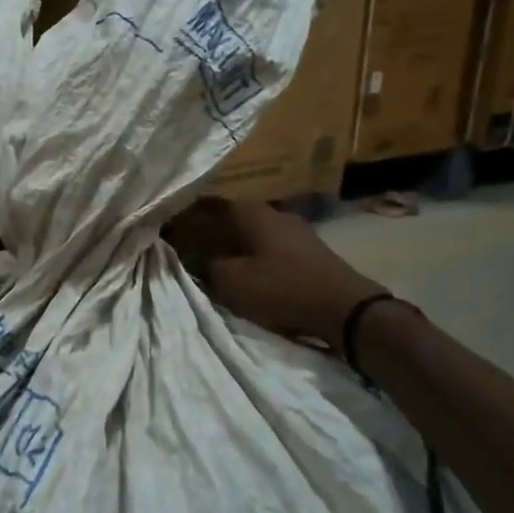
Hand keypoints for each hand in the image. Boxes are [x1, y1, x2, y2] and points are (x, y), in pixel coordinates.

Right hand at [166, 197, 386, 345]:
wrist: (344, 307)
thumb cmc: (282, 289)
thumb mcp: (233, 282)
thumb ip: (208, 266)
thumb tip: (194, 256)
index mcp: (251, 212)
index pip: (208, 205)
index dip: (187, 217)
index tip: (169, 228)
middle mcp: (273, 212)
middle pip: (231, 218)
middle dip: (210, 231)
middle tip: (189, 248)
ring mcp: (294, 230)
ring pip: (252, 233)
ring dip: (233, 245)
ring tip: (215, 262)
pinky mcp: (308, 250)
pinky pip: (269, 247)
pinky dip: (253, 255)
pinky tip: (247, 270)